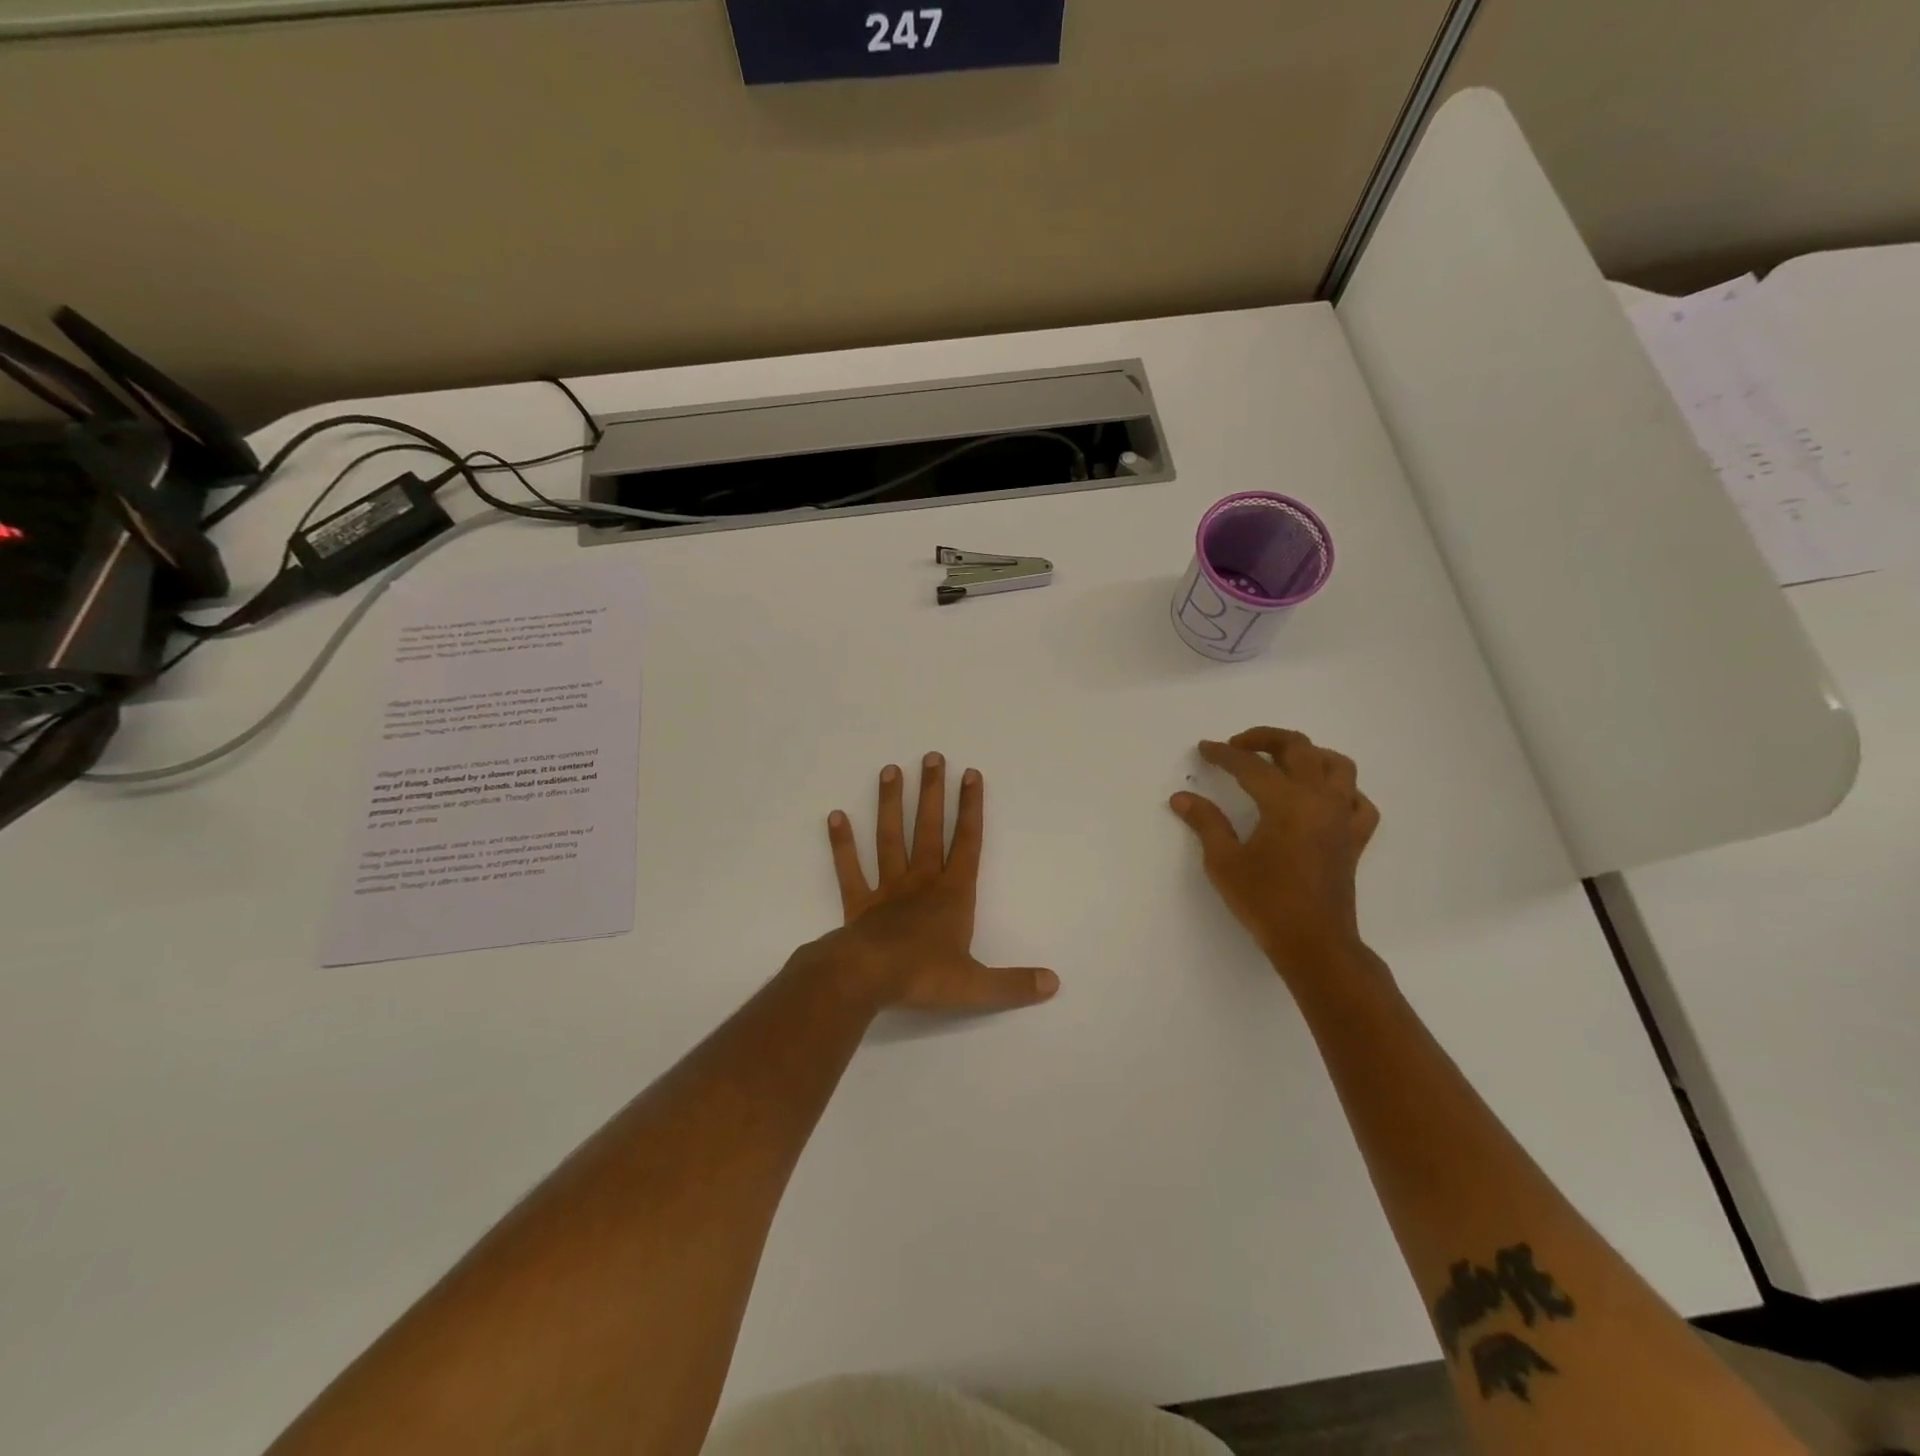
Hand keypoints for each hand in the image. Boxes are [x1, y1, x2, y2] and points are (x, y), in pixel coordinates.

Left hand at [812, 753, 1058, 1013]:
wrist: (868, 979)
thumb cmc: (924, 976)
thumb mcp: (976, 985)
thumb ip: (1014, 984)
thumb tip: (1053, 984)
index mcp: (952, 895)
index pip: (967, 843)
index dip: (971, 808)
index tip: (971, 774)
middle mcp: (921, 882)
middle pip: (929, 829)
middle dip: (933, 793)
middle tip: (933, 756)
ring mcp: (887, 889)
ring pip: (890, 838)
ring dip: (890, 804)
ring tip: (891, 770)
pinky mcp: (858, 903)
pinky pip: (850, 869)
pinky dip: (842, 844)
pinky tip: (836, 816)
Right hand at [1169, 728, 1380, 979]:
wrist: (1314, 943)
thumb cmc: (1265, 902)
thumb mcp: (1224, 862)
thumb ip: (1205, 822)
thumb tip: (1182, 797)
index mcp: (1286, 802)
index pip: (1250, 765)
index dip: (1223, 754)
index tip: (1205, 749)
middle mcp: (1319, 799)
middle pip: (1298, 748)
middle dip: (1265, 738)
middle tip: (1238, 746)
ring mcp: (1342, 817)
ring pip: (1337, 765)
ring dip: (1308, 755)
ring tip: (1282, 763)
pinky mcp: (1355, 838)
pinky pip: (1359, 801)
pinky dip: (1342, 791)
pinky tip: (1322, 799)